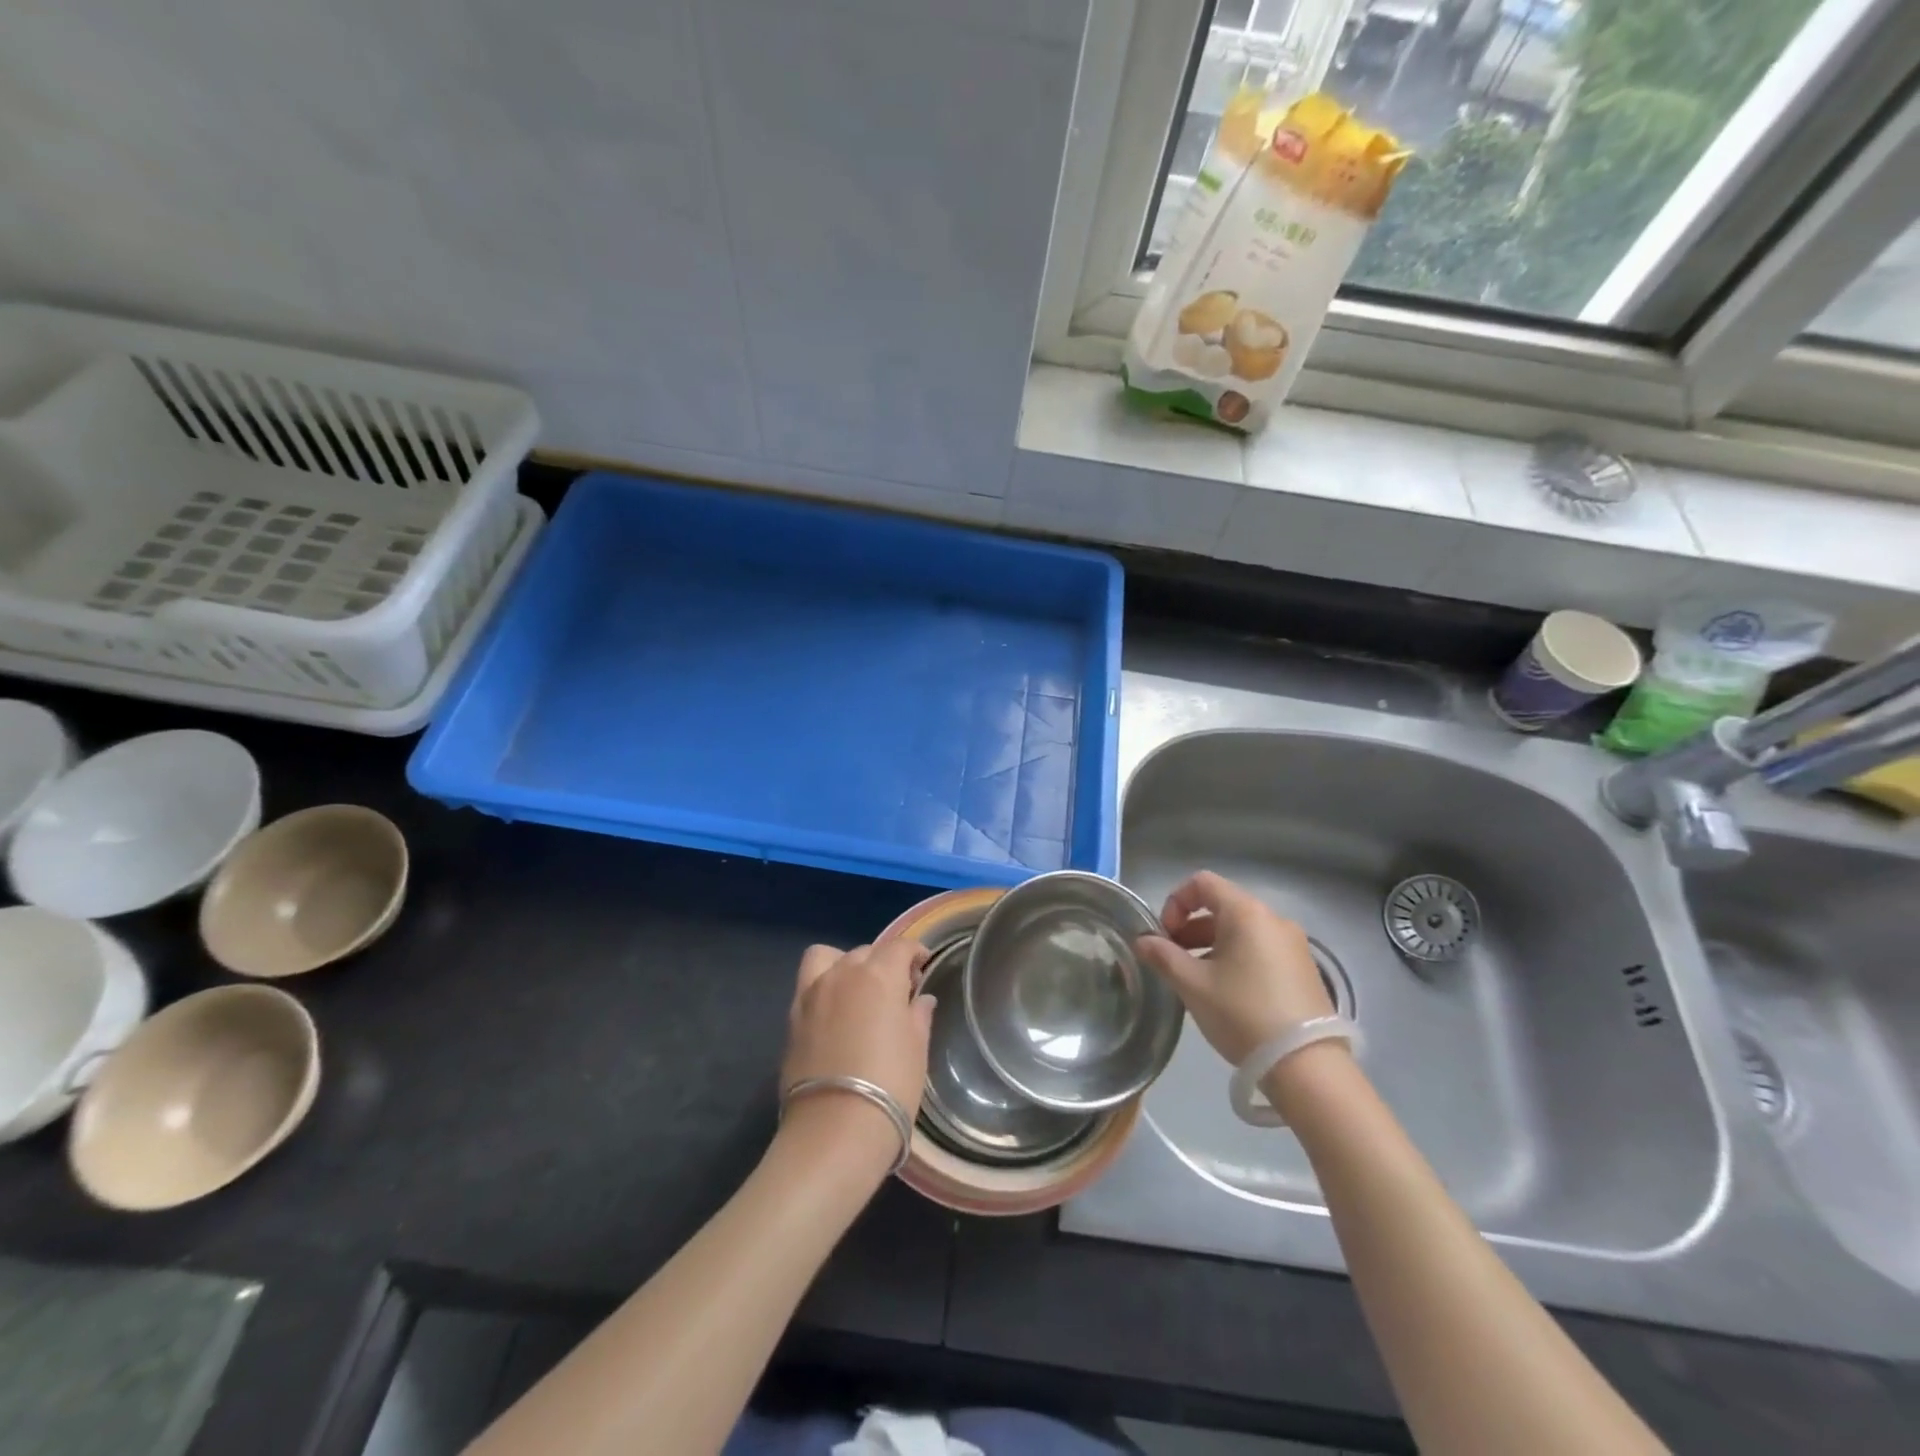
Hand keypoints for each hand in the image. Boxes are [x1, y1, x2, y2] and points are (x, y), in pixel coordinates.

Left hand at [779, 941, 935, 1159]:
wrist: (835, 1129)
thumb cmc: (890, 1085)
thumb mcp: (917, 1049)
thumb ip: (918, 1015)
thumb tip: (920, 999)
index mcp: (879, 975)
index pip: (900, 947)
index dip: (915, 953)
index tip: (923, 966)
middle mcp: (843, 973)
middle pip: (866, 952)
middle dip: (883, 963)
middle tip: (896, 991)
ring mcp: (812, 993)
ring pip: (830, 957)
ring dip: (846, 965)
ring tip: (858, 992)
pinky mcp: (792, 1017)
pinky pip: (809, 984)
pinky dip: (823, 986)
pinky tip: (835, 1013)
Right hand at [1136, 871, 1332, 1065]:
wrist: (1306, 1066)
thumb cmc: (1242, 1013)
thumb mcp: (1193, 985)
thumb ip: (1163, 956)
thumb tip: (1142, 941)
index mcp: (1246, 912)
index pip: (1202, 883)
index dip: (1175, 902)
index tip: (1164, 935)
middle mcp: (1274, 919)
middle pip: (1222, 906)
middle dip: (1190, 927)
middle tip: (1173, 959)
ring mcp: (1294, 944)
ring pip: (1242, 930)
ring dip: (1212, 944)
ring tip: (1196, 979)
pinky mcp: (1304, 969)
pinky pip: (1261, 948)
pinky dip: (1237, 957)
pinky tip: (1227, 993)